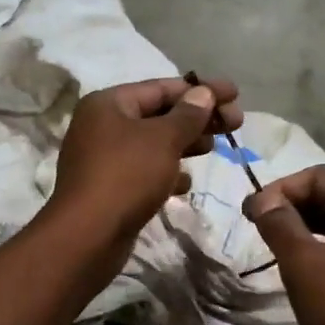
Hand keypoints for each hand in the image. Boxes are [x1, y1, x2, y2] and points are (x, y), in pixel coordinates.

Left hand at [50, 76, 242, 243]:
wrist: (88, 236)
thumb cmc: (126, 177)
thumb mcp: (163, 140)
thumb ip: (187, 115)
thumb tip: (203, 93)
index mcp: (108, 104)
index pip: (161, 87)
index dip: (201, 89)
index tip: (234, 94)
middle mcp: (101, 125)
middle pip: (158, 114)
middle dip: (197, 118)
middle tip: (235, 123)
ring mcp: (103, 158)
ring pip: (153, 144)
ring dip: (185, 143)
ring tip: (214, 148)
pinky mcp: (109, 188)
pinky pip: (144, 171)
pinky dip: (166, 172)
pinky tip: (186, 183)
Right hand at [244, 166, 324, 324]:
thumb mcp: (303, 265)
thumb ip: (280, 224)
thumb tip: (264, 199)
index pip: (320, 174)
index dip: (282, 187)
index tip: (254, 213)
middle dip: (298, 205)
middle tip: (266, 229)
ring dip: (315, 226)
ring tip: (288, 249)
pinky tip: (321, 271)